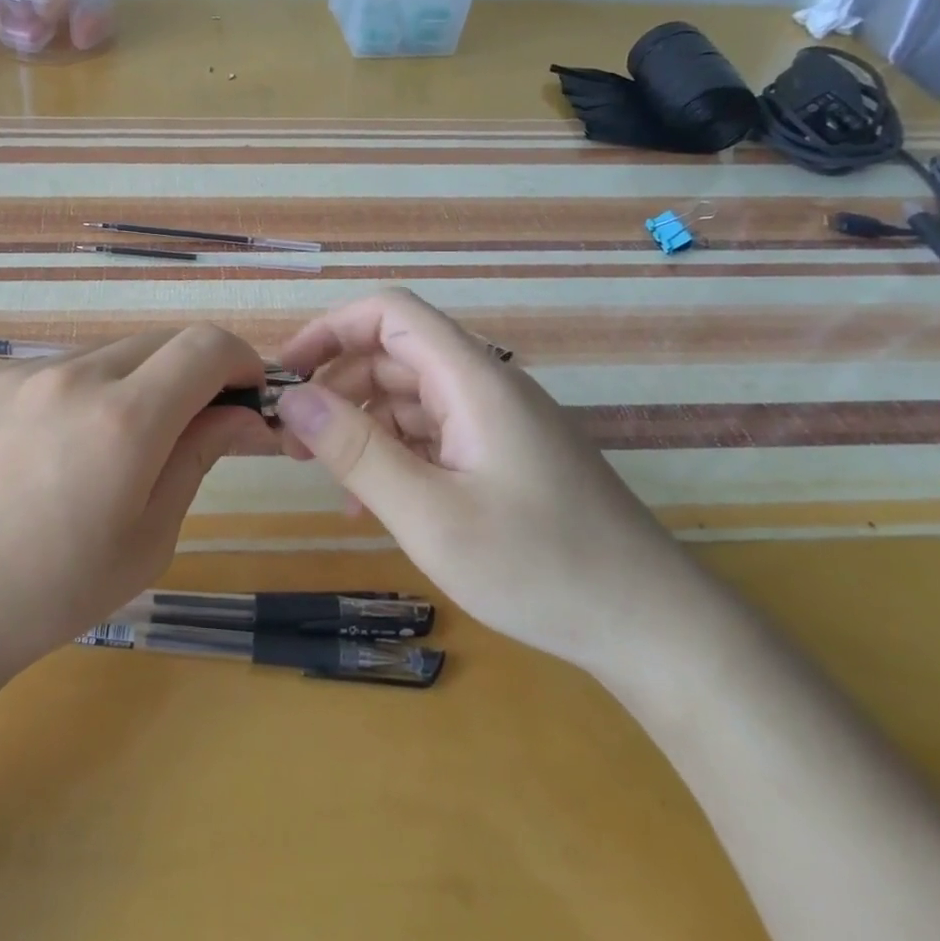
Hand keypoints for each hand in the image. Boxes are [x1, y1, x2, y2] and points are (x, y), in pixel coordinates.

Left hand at [0, 326, 276, 694]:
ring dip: (136, 383)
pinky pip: (57, 370)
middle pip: (161, 340)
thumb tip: (245, 415)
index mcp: (123, 420)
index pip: (206, 346)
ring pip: (109, 354)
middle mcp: (73, 376)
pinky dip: (82, 392)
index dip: (241, 361)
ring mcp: (21, 372)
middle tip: (192, 425)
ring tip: (112, 449)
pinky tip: (53, 449)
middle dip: (193, 372)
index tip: (246, 397)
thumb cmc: (52, 593)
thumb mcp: (149, 538)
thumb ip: (199, 457)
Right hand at [273, 288, 711, 678]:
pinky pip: (434, 436)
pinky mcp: (505, 457)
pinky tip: (370, 501)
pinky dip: (394, 454)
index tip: (287, 374)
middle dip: (336, 386)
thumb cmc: (539, 566)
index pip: (391, 313)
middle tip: (291, 440)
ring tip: (323, 474)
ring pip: (411, 398)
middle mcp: (487, 388)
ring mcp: (499, 424)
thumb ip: (358, 451)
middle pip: (395, 355)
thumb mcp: (430, 514)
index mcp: (473, 381)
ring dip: (361, 424)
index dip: (331, 329)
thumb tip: (293, 399)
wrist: (651, 627)